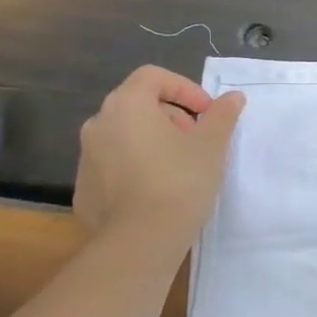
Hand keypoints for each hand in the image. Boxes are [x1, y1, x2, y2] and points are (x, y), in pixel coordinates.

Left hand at [74, 66, 245, 244]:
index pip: (153, 76)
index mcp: (127, 105)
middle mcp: (98, 124)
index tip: (207, 112)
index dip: (185, 88)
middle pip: (137, 104)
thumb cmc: (180, 180)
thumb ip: (222, 115)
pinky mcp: (84, 188)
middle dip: (171, 115)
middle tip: (197, 139)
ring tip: (180, 165)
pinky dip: (136, 166)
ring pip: (124, 135)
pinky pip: (114, 165)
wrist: (140, 240)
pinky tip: (158, 190)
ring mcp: (86, 157)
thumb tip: (233, 97)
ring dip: (153, 140)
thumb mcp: (212, 144)